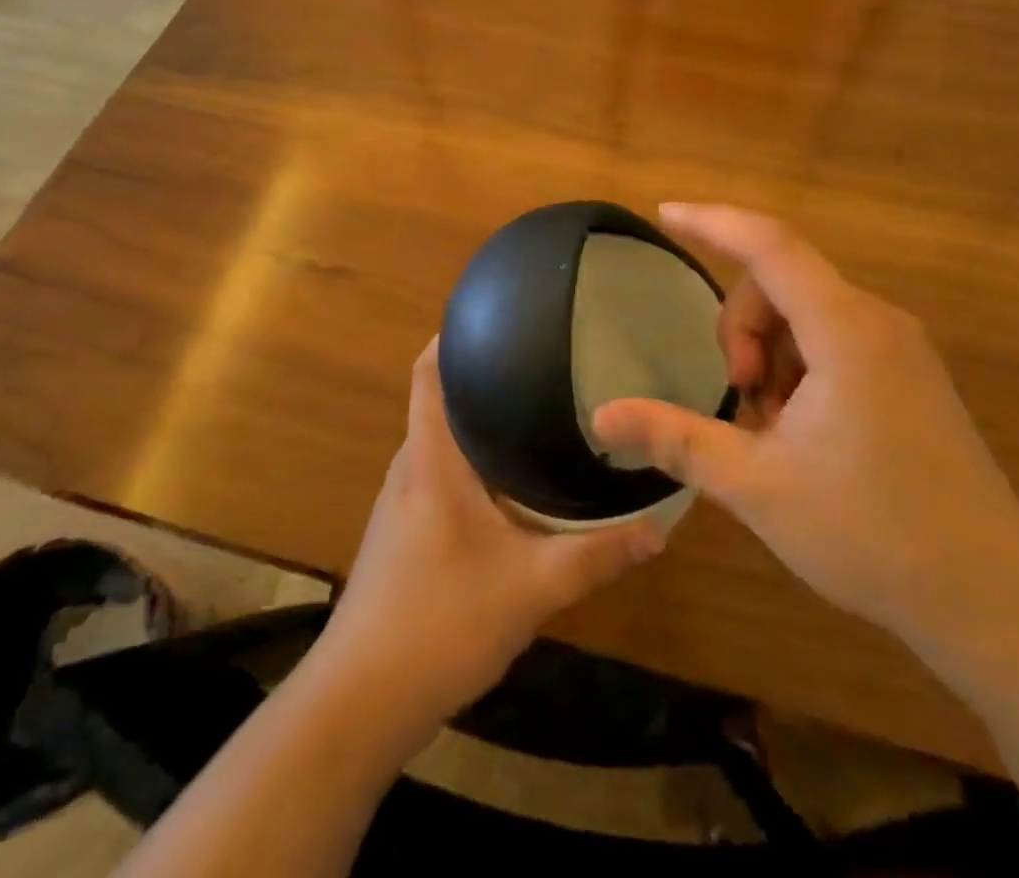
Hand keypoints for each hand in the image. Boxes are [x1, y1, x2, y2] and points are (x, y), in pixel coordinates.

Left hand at [320, 338, 664, 723]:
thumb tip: (659, 530)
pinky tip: (508, 482)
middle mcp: (410, 467)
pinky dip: (470, 461)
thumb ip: (596, 557)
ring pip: (440, 440)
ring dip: (476, 422)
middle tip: (540, 363)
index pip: (428, 372)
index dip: (452, 335)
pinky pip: (438, 473)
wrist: (359, 703)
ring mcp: (400, 502)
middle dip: (481, 376)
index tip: (497, 315)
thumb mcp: (531, 589)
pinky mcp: (401, 533)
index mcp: (432, 459)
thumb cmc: (439, 623)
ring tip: (532, 410)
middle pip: (439, 400)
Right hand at [591, 204, 1018, 637]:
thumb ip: (676, 438)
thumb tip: (602, 414)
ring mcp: (900, 347)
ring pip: (805, 314)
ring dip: (770, 356)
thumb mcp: (756, 485)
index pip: (769, 245)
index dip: (712, 222)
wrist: (993, 597)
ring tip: (773, 431)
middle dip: (742, 330)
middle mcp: (876, 321)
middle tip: (741, 400)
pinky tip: (802, 432)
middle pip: (781, 283)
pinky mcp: (909, 375)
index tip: (664, 213)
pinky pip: (834, 340)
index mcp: (844, 330)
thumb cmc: (871, 534)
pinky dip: (800, 368)